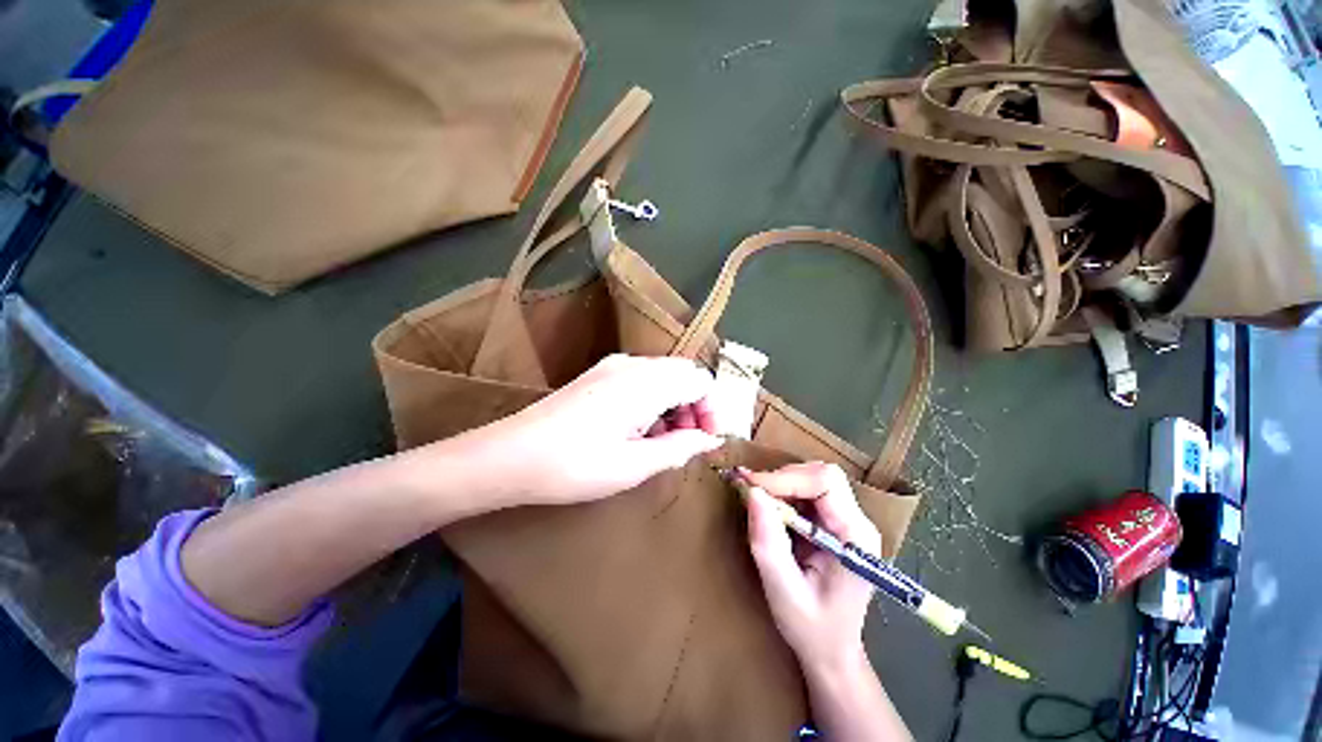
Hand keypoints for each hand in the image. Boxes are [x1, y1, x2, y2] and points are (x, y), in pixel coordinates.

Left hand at [476, 354, 724, 505]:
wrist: (509, 456)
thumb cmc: (574, 466)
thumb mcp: (633, 465)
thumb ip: (678, 448)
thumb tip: (708, 440)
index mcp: (645, 382)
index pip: (700, 380)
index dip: (712, 409)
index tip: (707, 440)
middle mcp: (632, 364)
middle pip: (683, 374)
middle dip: (694, 406)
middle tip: (686, 442)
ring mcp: (612, 366)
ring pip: (663, 376)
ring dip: (674, 404)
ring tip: (662, 441)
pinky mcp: (598, 374)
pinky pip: (641, 379)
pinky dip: (653, 400)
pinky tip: (638, 430)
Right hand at [745, 463, 879, 674]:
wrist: (832, 650)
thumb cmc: (812, 629)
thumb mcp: (783, 591)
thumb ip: (768, 543)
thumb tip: (752, 492)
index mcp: (855, 538)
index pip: (826, 483)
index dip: (786, 478)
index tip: (750, 486)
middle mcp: (857, 522)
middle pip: (821, 475)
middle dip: (782, 478)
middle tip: (750, 491)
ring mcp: (847, 520)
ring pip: (813, 478)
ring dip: (781, 483)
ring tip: (756, 498)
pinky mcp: (833, 522)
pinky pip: (807, 491)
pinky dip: (783, 491)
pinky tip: (768, 506)